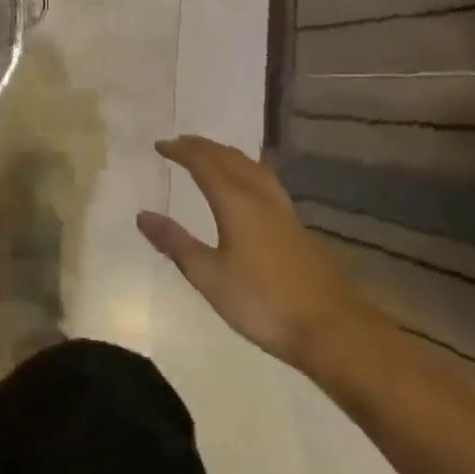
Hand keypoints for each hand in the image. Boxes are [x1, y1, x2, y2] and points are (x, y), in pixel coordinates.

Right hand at [137, 135, 371, 372]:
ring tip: (212, 154)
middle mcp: (259, 196)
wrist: (332, 330)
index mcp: (235, 202)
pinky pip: (266, 180)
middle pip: (229, 158)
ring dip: (227, 154)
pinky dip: (247, 169)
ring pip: (252, 166)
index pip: (203, 163)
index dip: (180, 151)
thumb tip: (142, 215)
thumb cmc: (263, 302)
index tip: (160, 146)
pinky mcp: (297, 227)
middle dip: (202, 147)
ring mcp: (283, 210)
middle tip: (181, 143)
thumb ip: (175, 243)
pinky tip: (250, 184)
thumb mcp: (209, 276)